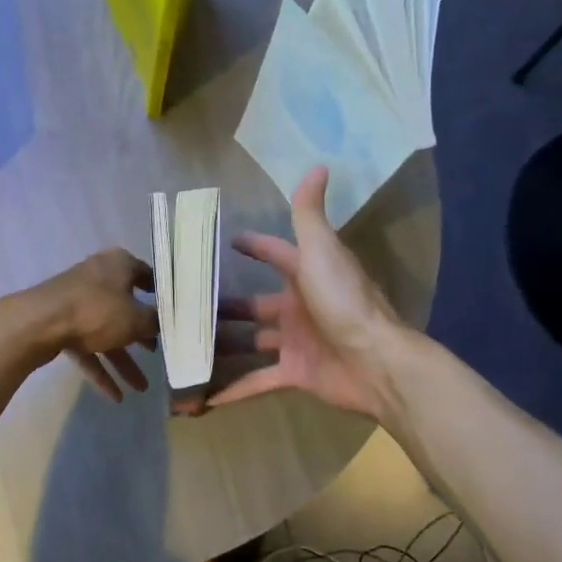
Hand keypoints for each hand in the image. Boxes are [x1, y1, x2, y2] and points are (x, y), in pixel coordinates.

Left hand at [4, 248, 158, 401]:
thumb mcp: (135, 319)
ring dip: (124, 361)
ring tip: (142, 388)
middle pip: (127, 308)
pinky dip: (101, 369)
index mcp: (119, 265)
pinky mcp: (62, 324)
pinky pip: (88, 348)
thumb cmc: (96, 311)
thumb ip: (154, 322)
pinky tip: (116, 396)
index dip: (162, 295)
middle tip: (159, 353)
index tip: (174, 314)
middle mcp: (99, 278)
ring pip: (107, 333)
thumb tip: (161, 323)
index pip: (147, 275)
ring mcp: (78, 303)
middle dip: (142, 336)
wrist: (38, 323)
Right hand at [210, 168, 403, 418]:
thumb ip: (310, 214)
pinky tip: (204, 396)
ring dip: (223, 346)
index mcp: (305, 275)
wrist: (376, 361)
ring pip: (251, 342)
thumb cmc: (344, 301)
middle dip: (225, 305)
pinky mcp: (295, 373)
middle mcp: (298, 307)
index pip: (275, 254)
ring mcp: (295, 342)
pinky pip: (258, 380)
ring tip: (185, 347)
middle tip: (186, 306)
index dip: (253, 246)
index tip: (225, 242)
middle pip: (253, 304)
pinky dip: (234, 389)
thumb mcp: (321, 251)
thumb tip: (318, 164)